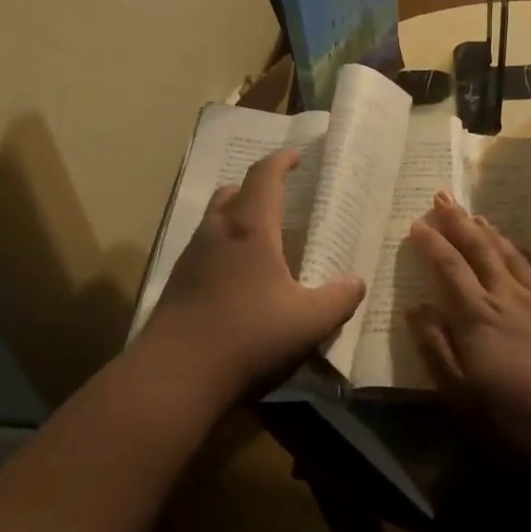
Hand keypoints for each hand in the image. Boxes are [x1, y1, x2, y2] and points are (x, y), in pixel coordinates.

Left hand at [140, 149, 365, 407]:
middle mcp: (216, 231)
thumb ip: (338, 299)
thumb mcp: (308, 322)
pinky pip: (204, 249)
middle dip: (257, 189)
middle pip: (234, 192)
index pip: (265, 175)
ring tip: (262, 241)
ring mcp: (191, 256)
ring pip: (215, 220)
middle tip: (281, 201)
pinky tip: (239, 279)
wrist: (174, 376)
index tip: (298, 155)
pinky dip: (224, 249)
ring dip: (238, 219)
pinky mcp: (177, 283)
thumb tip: (356, 282)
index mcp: (250, 228)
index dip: (282, 160)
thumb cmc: (247, 336)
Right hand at [407, 193, 530, 451]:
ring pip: (507, 253)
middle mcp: (504, 297)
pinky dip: (520, 250)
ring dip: (487, 230)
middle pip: (478, 250)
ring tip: (475, 213)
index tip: (417, 223)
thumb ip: (436, 347)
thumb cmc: (514, 414)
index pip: (448, 268)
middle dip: (457, 222)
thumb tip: (416, 309)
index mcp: (476, 316)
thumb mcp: (461, 392)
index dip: (431, 244)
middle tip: (442, 196)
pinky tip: (518, 247)